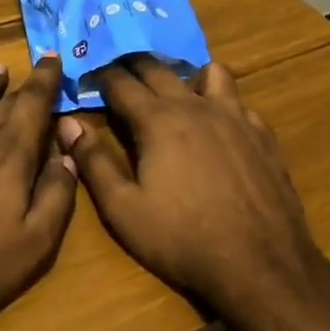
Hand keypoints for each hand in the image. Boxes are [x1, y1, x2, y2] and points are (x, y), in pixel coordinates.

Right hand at [57, 55, 325, 321]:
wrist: (262, 266)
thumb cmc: (183, 239)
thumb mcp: (123, 209)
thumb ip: (92, 162)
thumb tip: (66, 124)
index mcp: (158, 120)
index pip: (121, 82)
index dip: (100, 75)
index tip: (87, 72)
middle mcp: (196, 106)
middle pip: (159, 69)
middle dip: (134, 64)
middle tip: (118, 68)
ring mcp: (235, 117)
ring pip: (210, 72)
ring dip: (185, 73)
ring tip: (174, 89)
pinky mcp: (262, 135)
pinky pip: (239, 101)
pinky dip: (222, 101)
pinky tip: (218, 123)